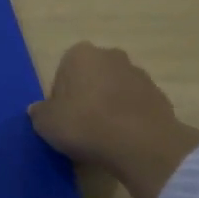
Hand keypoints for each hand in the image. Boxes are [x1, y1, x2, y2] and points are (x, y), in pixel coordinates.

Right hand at [29, 43, 198, 197]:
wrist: (140, 143)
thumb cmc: (84, 124)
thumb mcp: (46, 123)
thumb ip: (39, 113)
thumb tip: (39, 110)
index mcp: (80, 54)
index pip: (63, 72)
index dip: (60, 97)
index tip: (63, 118)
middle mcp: (111, 55)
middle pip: (91, 77)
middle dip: (87, 96)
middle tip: (81, 126)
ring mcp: (139, 74)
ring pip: (115, 90)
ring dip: (110, 106)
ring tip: (104, 137)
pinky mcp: (160, 95)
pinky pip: (135, 106)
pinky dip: (129, 118)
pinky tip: (123, 139)